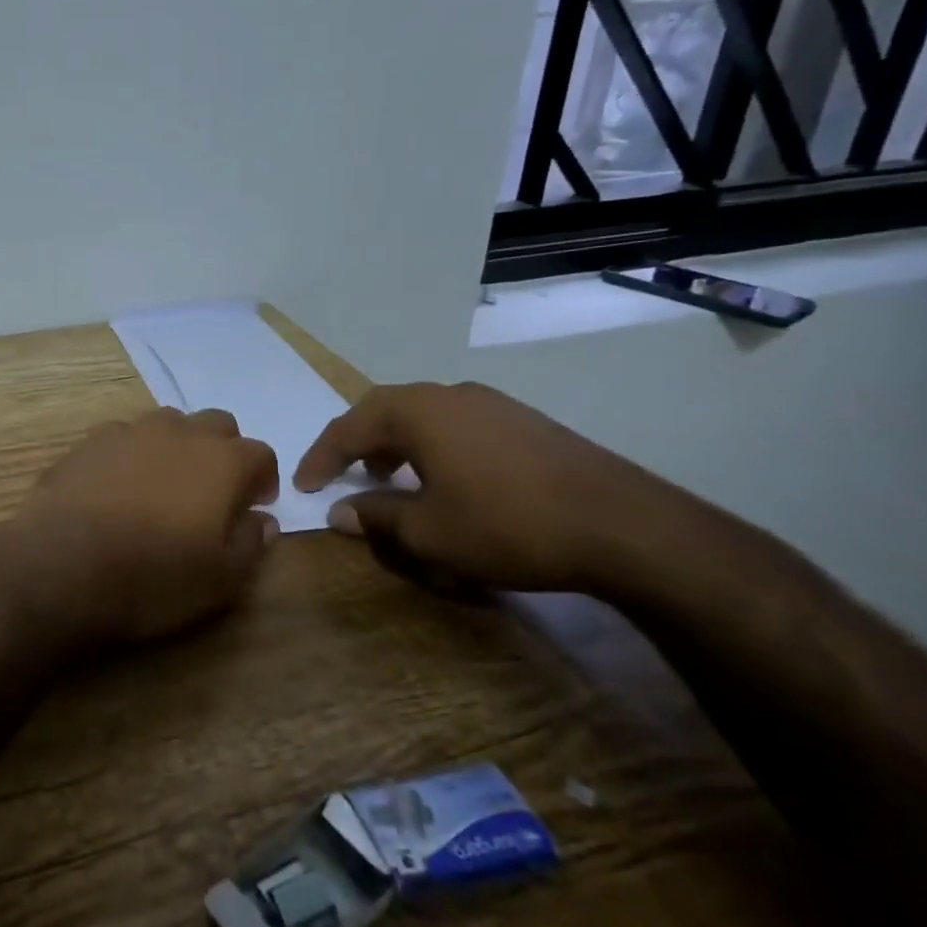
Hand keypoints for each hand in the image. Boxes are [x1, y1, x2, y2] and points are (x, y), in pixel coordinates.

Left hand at [9, 408, 280, 645]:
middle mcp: (180, 433)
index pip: (260, 453)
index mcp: (222, 461)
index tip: (254, 505)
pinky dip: (133, 453)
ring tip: (165, 484)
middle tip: (213, 491)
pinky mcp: (90, 441)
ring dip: (178, 445)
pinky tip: (119, 484)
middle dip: (224, 451)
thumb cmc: (153, 576)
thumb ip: (250, 543)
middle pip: (217, 424)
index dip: (263, 478)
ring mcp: (131, 431)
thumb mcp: (220, 580)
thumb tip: (262, 520)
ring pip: (169, 423)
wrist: (63, 562)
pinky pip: (124, 435)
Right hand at [292, 382, 689, 595]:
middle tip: (341, 474)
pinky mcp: (523, 420)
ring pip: (423, 415)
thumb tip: (339, 513)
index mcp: (416, 413)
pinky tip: (447, 478)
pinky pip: (457, 424)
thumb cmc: (507, 525)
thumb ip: (377, 517)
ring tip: (391, 477)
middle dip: (356, 443)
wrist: (623, 525)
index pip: (348, 428)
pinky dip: (433, 446)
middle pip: (383, 410)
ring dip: (396, 443)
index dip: (320, 458)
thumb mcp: (430, 532)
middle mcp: (448, 395)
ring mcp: (490, 403)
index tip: (303, 486)